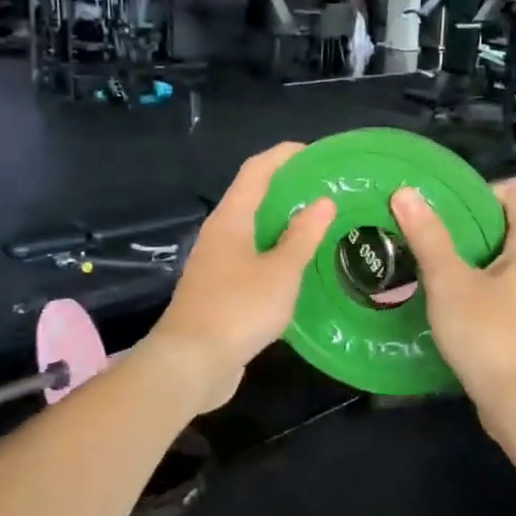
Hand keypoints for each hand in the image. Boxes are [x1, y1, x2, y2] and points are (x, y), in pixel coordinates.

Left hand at [145, 143, 333, 410]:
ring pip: (252, 230)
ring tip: (318, 223)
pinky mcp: (218, 290)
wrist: (190, 364)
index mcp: (231, 220)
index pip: (256, 171)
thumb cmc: (238, 309)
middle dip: (286, 188)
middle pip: (252, 197)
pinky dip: (275, 251)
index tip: (314, 151)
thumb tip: (323, 202)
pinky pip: (251, 257)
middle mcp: (219, 234)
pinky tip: (298, 265)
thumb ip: (302, 236)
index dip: (283, 156)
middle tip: (325, 189)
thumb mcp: (281, 272)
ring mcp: (216, 263)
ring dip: (282, 222)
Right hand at [390, 177, 515, 414]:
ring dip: (479, 255)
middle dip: (473, 225)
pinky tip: (460, 302)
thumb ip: (429, 237)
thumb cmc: (490, 338)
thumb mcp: (450, 284)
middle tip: (435, 241)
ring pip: (514, 254)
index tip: (450, 217)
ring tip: (441, 268)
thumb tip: (405, 193)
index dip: (484, 192)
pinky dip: (490, 282)